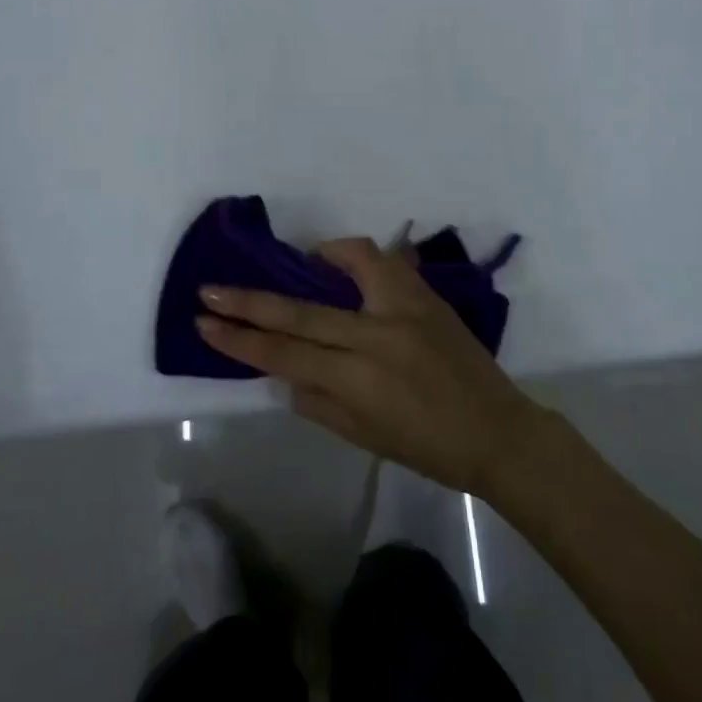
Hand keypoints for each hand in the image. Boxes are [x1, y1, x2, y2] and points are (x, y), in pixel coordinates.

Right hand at [197, 238, 548, 496]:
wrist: (496, 429)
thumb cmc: (427, 447)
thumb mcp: (363, 436)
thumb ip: (317, 402)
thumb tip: (281, 373)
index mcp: (357, 381)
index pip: (283, 355)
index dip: (239, 339)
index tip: (204, 322)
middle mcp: (376, 337)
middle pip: (300, 313)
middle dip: (248, 302)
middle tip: (209, 289)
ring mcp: (405, 309)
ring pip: (349, 265)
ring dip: (309, 261)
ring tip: (291, 263)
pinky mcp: (426, 294)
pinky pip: (384, 261)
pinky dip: (356, 255)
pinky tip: (341, 262)